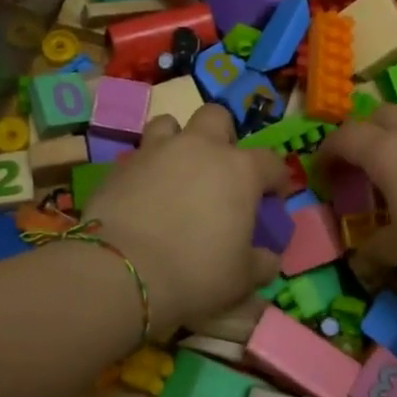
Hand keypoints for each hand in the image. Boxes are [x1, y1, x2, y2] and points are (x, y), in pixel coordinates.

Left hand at [85, 104, 291, 337]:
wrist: (121, 271)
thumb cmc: (195, 273)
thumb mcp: (242, 279)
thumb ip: (262, 262)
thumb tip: (268, 256)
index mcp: (240, 170)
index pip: (271, 162)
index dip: (276, 181)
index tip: (272, 202)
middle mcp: (200, 148)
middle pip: (217, 118)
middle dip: (223, 137)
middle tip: (220, 171)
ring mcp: (157, 150)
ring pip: (170, 124)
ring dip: (178, 141)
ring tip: (176, 172)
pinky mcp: (121, 164)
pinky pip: (139, 154)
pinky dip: (147, 167)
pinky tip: (144, 194)